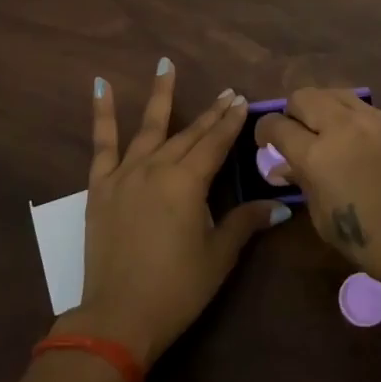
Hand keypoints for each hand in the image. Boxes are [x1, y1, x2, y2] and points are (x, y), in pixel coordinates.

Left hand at [66, 61, 289, 366]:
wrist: (118, 317)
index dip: (231, 122)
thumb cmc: (176, 289)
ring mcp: (125, 174)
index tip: (242, 101)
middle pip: (189, 134)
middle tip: (226, 92)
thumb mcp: (218, 256)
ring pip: (149, 127)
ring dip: (160, 94)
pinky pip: (102, 143)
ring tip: (166, 64)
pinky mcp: (100, 187)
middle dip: (210, 113)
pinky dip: (101, 113)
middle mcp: (158, 168)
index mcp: (188, 183)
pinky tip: (100, 85)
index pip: (216, 143)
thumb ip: (245, 223)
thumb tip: (280, 207)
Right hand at [256, 89, 380, 290]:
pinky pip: (356, 103)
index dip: (264, 132)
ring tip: (320, 130)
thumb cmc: (372, 242)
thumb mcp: (324, 219)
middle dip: (290, 112)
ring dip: (318, 106)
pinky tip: (347, 135)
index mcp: (317, 155)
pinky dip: (343, 111)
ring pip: (330, 92)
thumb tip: (283, 167)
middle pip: (302, 97)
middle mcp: (340, 126)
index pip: (277, 126)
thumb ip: (302, 184)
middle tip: (293, 136)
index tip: (265, 144)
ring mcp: (369, 119)